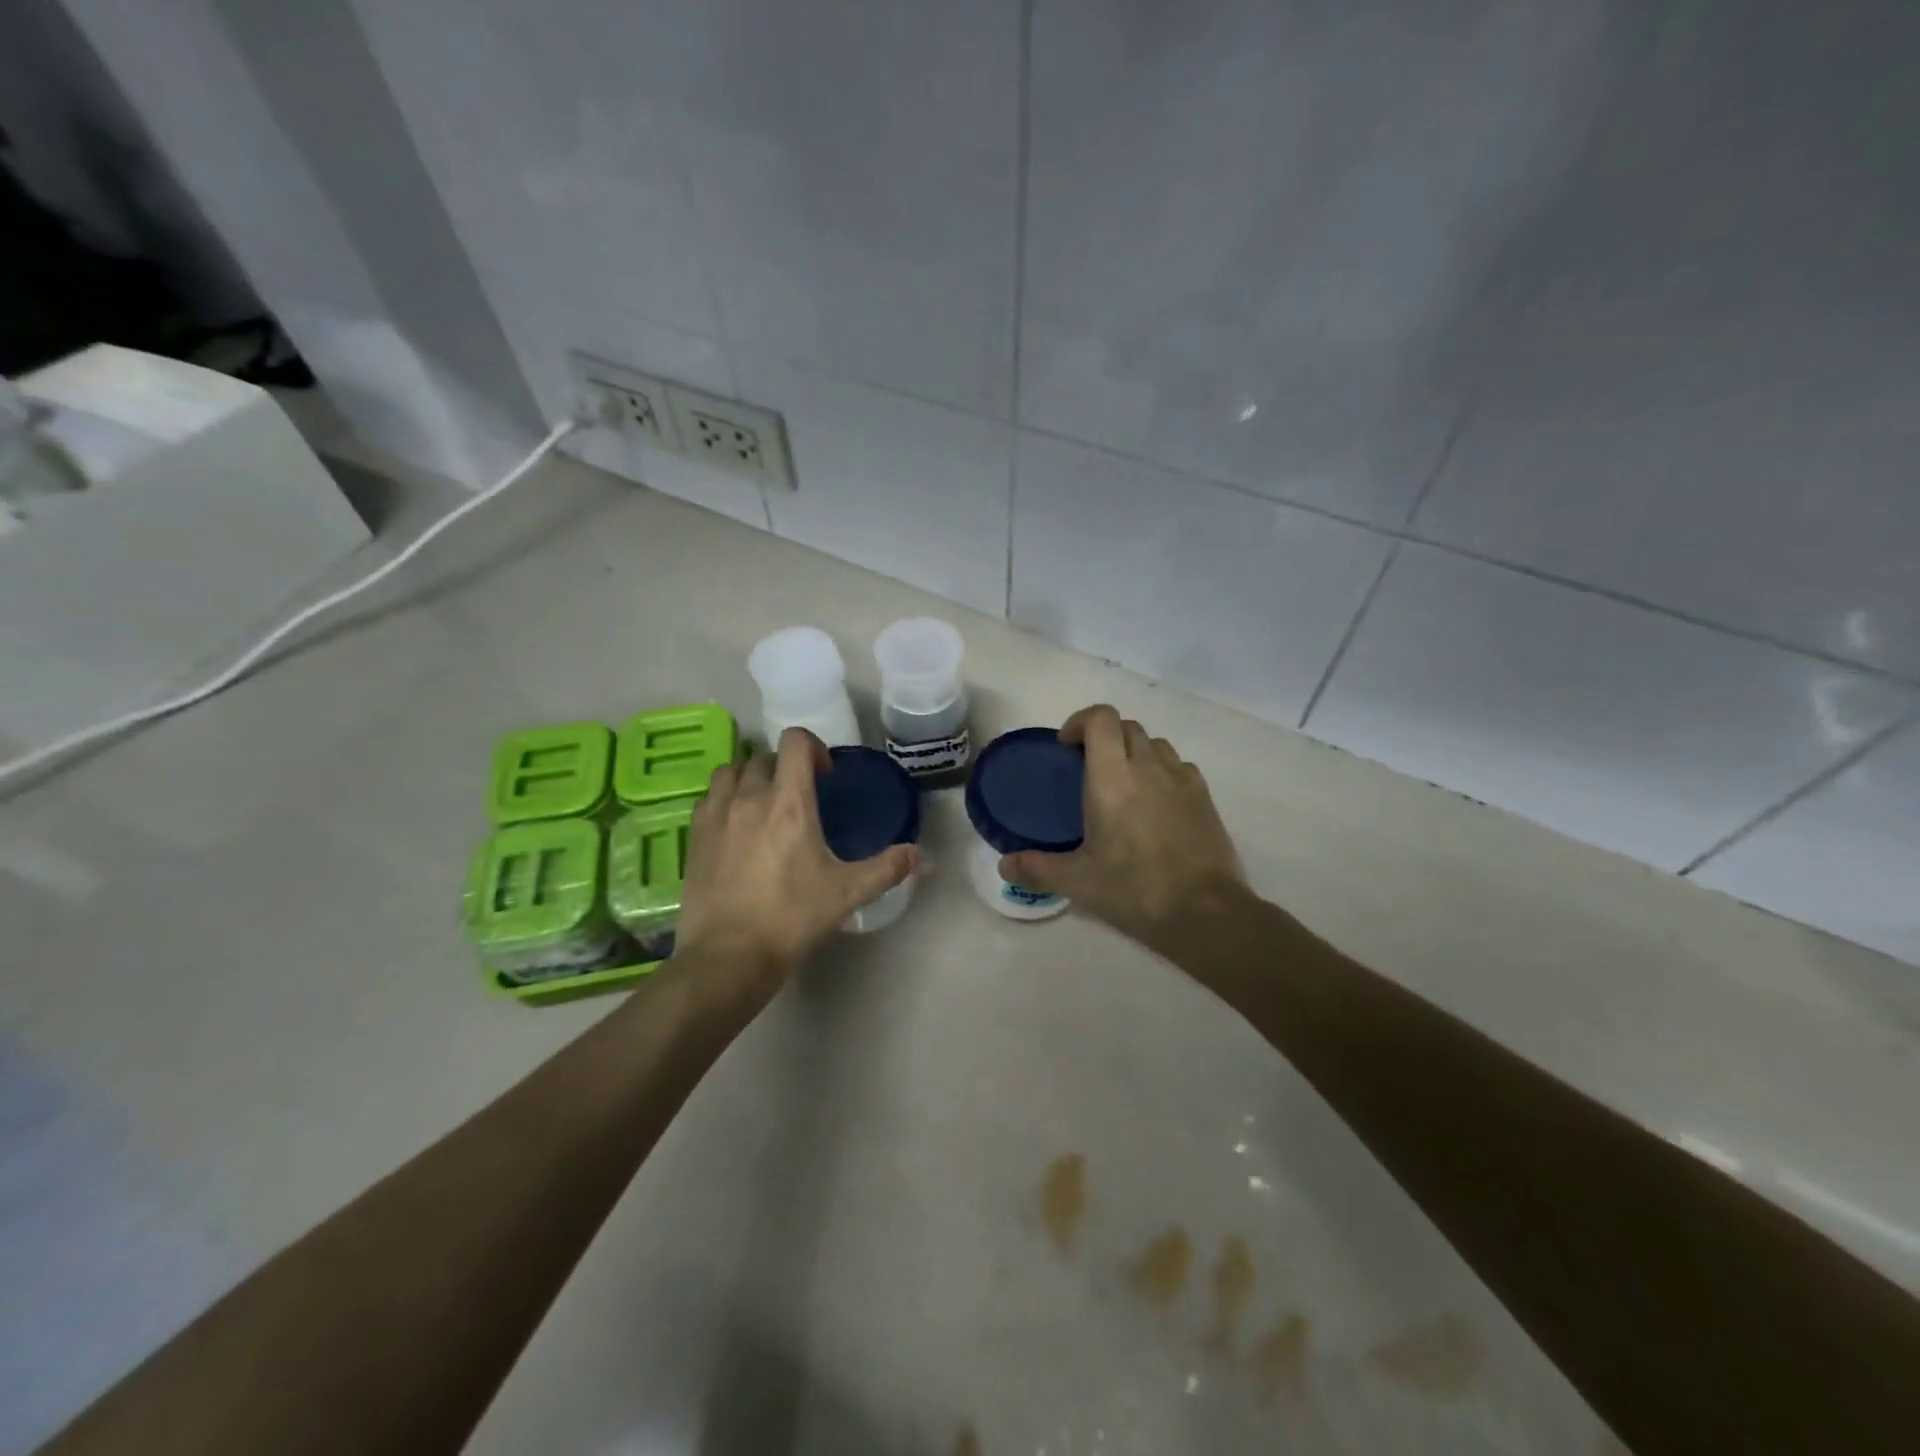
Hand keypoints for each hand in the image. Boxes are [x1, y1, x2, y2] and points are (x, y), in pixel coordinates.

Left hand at [674, 728, 918, 988]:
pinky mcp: (694, 835)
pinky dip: (725, 798)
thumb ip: (888, 868)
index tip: (825, 775)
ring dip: (751, 776)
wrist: (730, 956)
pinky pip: (709, 797)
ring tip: (763, 803)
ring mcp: (716, 814)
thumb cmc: (792, 917)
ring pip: (731, 771)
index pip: (795, 742)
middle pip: (764, 756)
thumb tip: (924, 857)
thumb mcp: (848, 892)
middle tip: (799, 796)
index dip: (814, 747)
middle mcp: (750, 797)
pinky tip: (736, 826)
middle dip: (785, 767)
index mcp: (789, 803)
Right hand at [1000, 705, 1244, 951]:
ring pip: (1155, 744)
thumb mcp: (1077, 882)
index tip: (1067, 747)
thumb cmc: (1134, 890)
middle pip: (1127, 726)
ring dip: (1134, 751)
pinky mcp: (1205, 798)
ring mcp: (1182, 780)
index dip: (1080, 721)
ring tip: (1122, 784)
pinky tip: (1154, 803)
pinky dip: (1161, 771)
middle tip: (1087, 768)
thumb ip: (1036, 869)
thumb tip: (1004, 866)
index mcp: (1112, 778)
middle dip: (1104, 736)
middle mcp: (1148, 767)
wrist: (1205, 913)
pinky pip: (1179, 767)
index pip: (1101, 718)